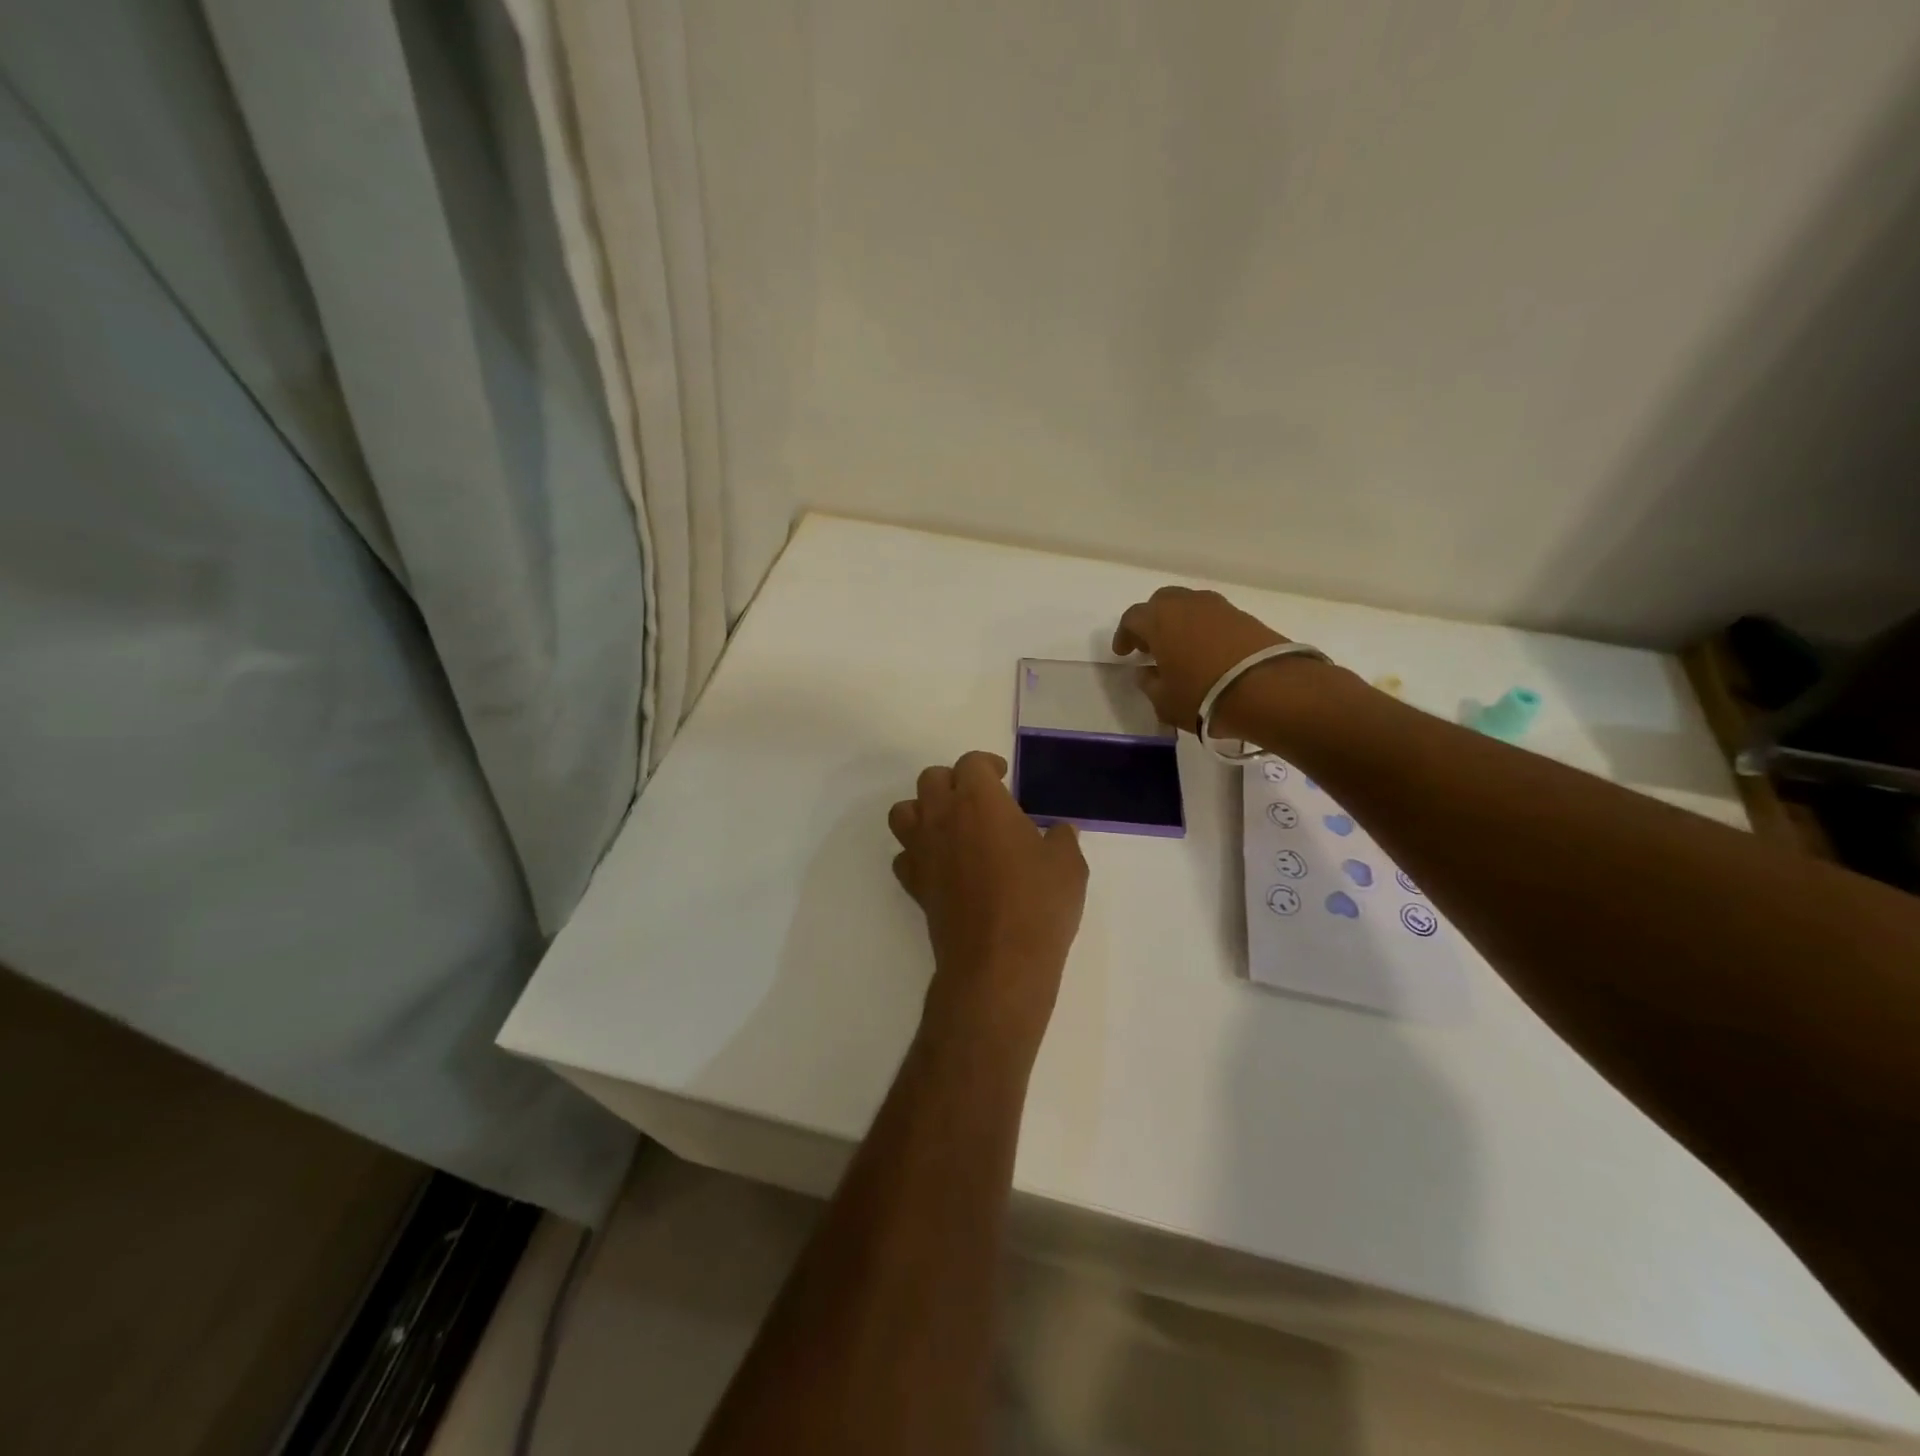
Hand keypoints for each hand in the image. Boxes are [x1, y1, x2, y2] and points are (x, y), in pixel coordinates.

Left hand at [888, 751, 1088, 1059]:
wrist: (998, 962)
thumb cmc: (1037, 903)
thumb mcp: (1068, 864)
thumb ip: (1061, 838)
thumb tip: (1059, 831)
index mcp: (979, 800)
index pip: (971, 763)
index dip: (987, 765)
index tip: (1002, 777)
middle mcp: (942, 817)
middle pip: (931, 779)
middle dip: (953, 782)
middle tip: (978, 801)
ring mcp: (922, 851)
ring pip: (904, 812)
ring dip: (924, 811)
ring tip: (950, 826)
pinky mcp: (914, 884)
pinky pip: (903, 856)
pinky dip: (917, 854)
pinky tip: (940, 866)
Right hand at [1112, 586, 1289, 734]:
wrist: (1270, 689)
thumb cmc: (1203, 695)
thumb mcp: (1164, 701)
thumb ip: (1149, 683)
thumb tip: (1146, 672)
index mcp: (1159, 619)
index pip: (1132, 618)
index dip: (1124, 635)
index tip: (1124, 653)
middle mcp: (1187, 604)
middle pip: (1162, 602)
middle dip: (1152, 621)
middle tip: (1151, 646)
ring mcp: (1220, 608)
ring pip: (1191, 607)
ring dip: (1181, 623)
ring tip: (1181, 649)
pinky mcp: (1246, 617)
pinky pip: (1215, 618)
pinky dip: (1205, 630)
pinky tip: (1208, 653)